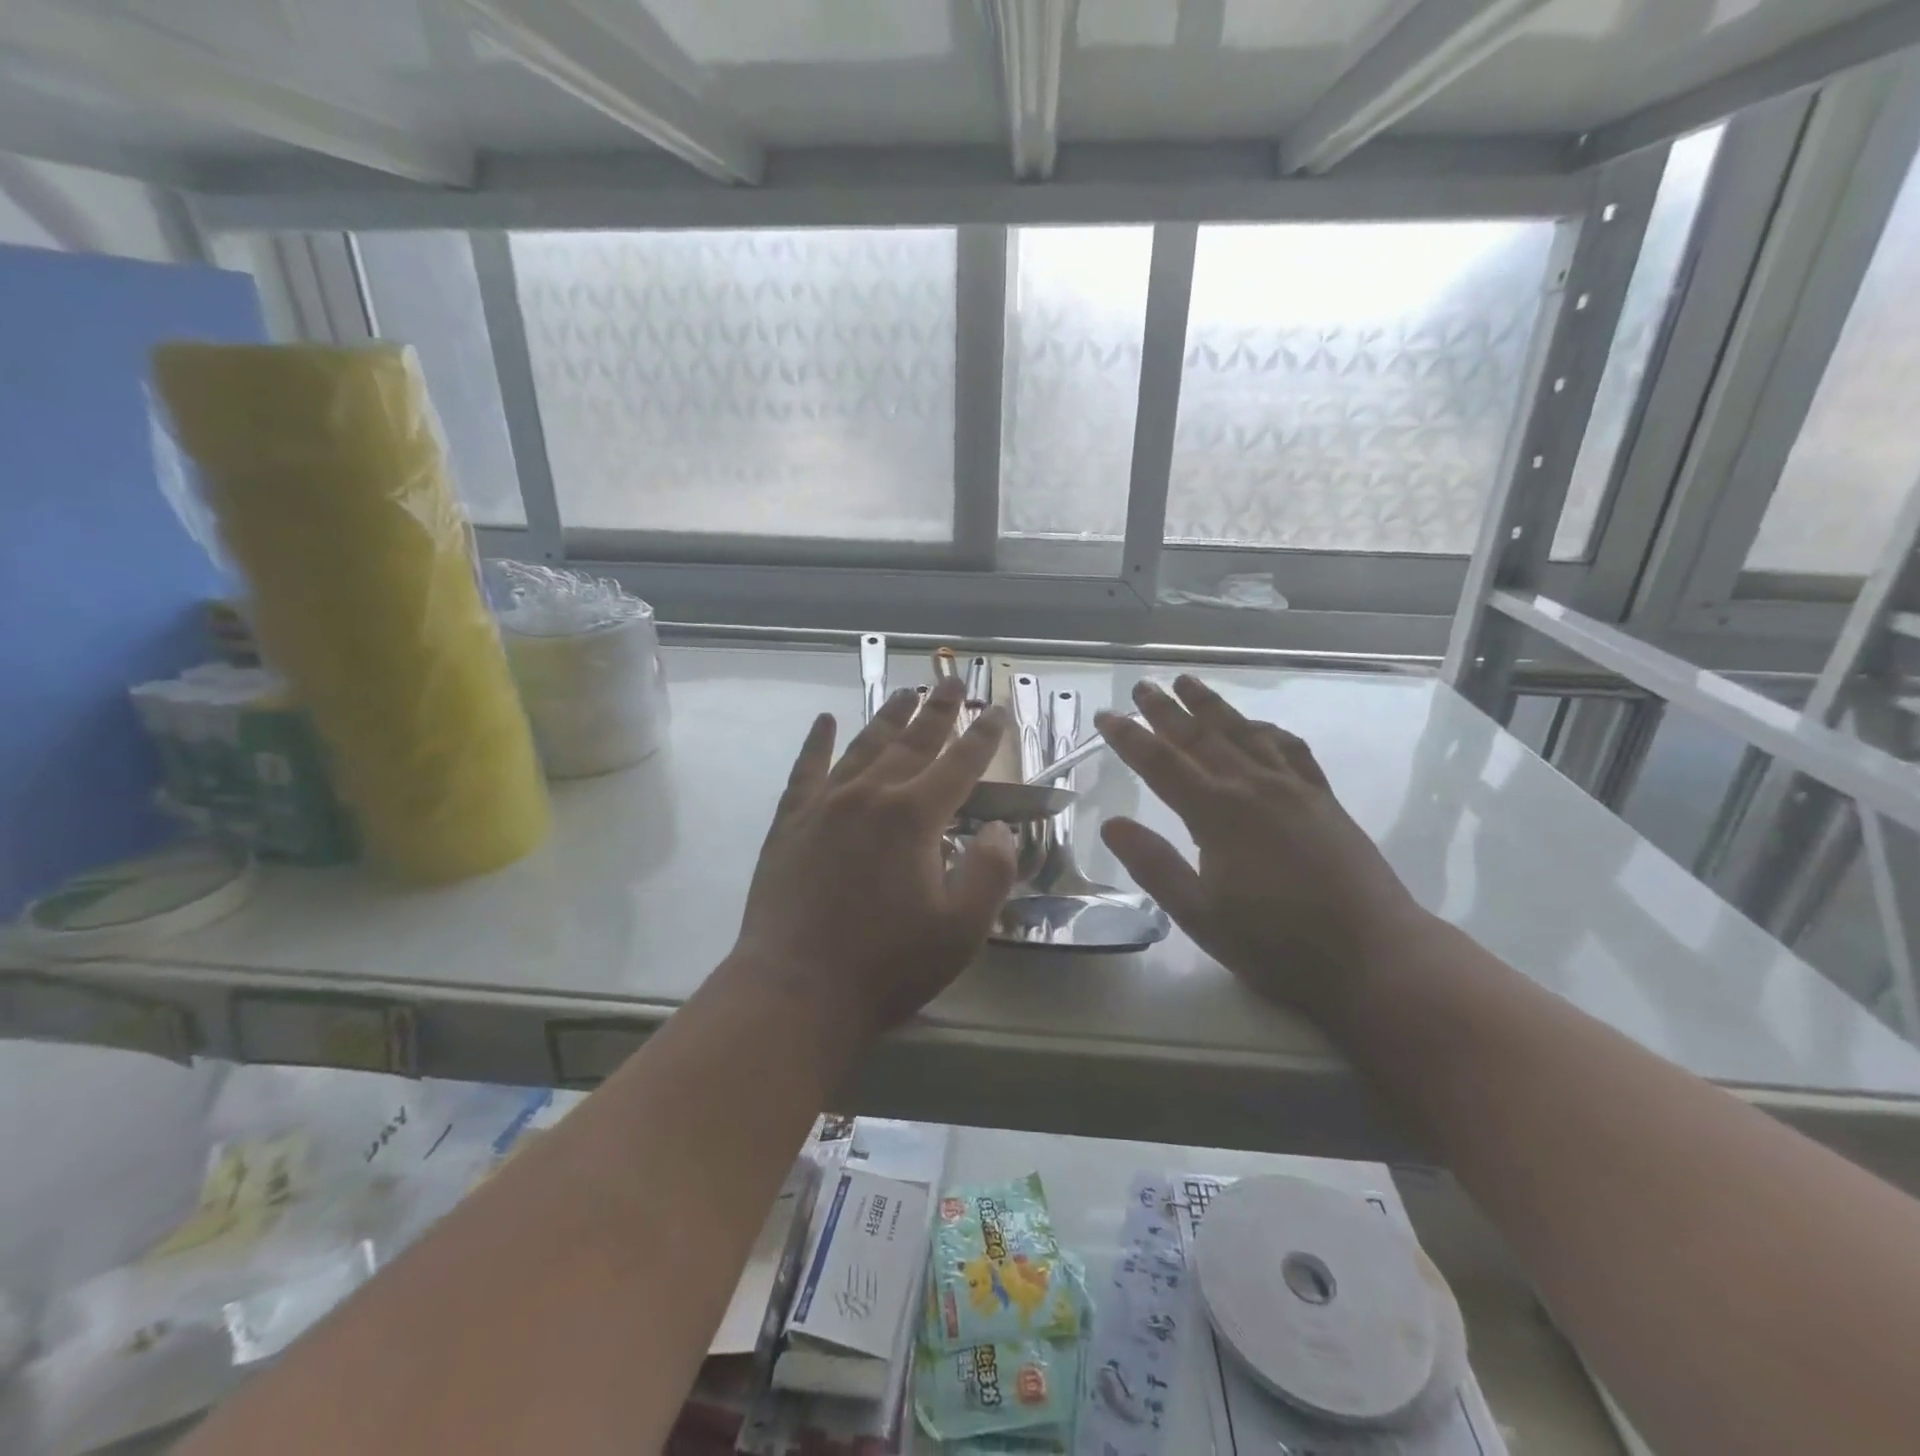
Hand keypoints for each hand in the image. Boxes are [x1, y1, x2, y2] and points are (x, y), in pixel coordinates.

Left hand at [734, 677, 1018, 1038]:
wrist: (796, 991)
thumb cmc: (888, 965)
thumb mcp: (962, 929)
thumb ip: (990, 871)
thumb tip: (998, 829)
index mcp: (914, 816)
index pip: (960, 764)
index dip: (984, 736)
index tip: (997, 710)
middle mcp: (870, 795)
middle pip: (912, 742)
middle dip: (937, 710)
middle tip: (952, 681)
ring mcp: (824, 805)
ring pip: (863, 746)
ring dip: (887, 717)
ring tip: (904, 693)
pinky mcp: (790, 823)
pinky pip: (806, 770)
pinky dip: (816, 743)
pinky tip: (824, 721)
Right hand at [1095, 676, 1426, 1026]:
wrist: (1375, 956)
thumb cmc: (1277, 944)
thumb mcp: (1200, 916)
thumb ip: (1154, 866)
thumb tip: (1112, 824)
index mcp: (1218, 814)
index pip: (1161, 764)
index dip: (1130, 738)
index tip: (1106, 716)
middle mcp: (1253, 788)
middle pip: (1201, 737)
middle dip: (1167, 710)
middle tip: (1142, 685)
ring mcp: (1293, 789)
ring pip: (1244, 732)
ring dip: (1213, 706)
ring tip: (1189, 682)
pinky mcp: (1323, 799)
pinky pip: (1289, 748)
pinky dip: (1266, 729)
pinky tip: (1258, 726)